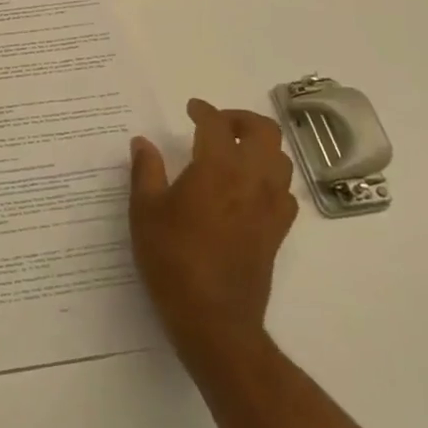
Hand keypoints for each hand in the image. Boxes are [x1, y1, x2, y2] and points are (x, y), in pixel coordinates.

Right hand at [129, 98, 296, 362]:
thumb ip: (145, 171)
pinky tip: (250, 188)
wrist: (214, 319)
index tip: (191, 109)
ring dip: (260, 146)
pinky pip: (284, 192)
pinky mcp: (278, 231)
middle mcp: (251, 179)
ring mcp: (270, 206)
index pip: (216, 124)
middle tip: (218, 123)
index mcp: (217, 168)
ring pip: (281, 159)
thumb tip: (142, 142)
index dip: (204, 110)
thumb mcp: (145, 211)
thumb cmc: (172, 259)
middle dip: (241, 119)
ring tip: (234, 151)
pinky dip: (271, 178)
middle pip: (264, 131)